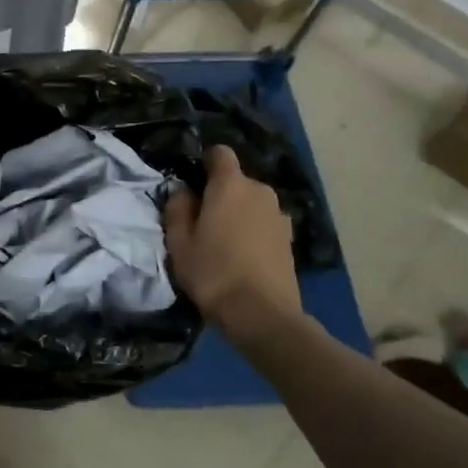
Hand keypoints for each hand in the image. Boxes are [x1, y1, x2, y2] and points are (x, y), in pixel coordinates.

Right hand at [163, 145, 305, 337]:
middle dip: (219, 193)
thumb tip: (183, 191)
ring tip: (223, 243)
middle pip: (236, 181)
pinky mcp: (289, 238)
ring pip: (251, 203)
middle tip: (201, 221)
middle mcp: (260, 191)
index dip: (204, 162)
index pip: (220, 153)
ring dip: (238, 214)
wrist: (262, 314)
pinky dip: (253, 231)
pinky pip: (264, 223)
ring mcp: (279, 215)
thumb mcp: (179, 242)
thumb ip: (177, 209)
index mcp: (230, 185)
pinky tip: (242, 257)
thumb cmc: (212, 272)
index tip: (192, 182)